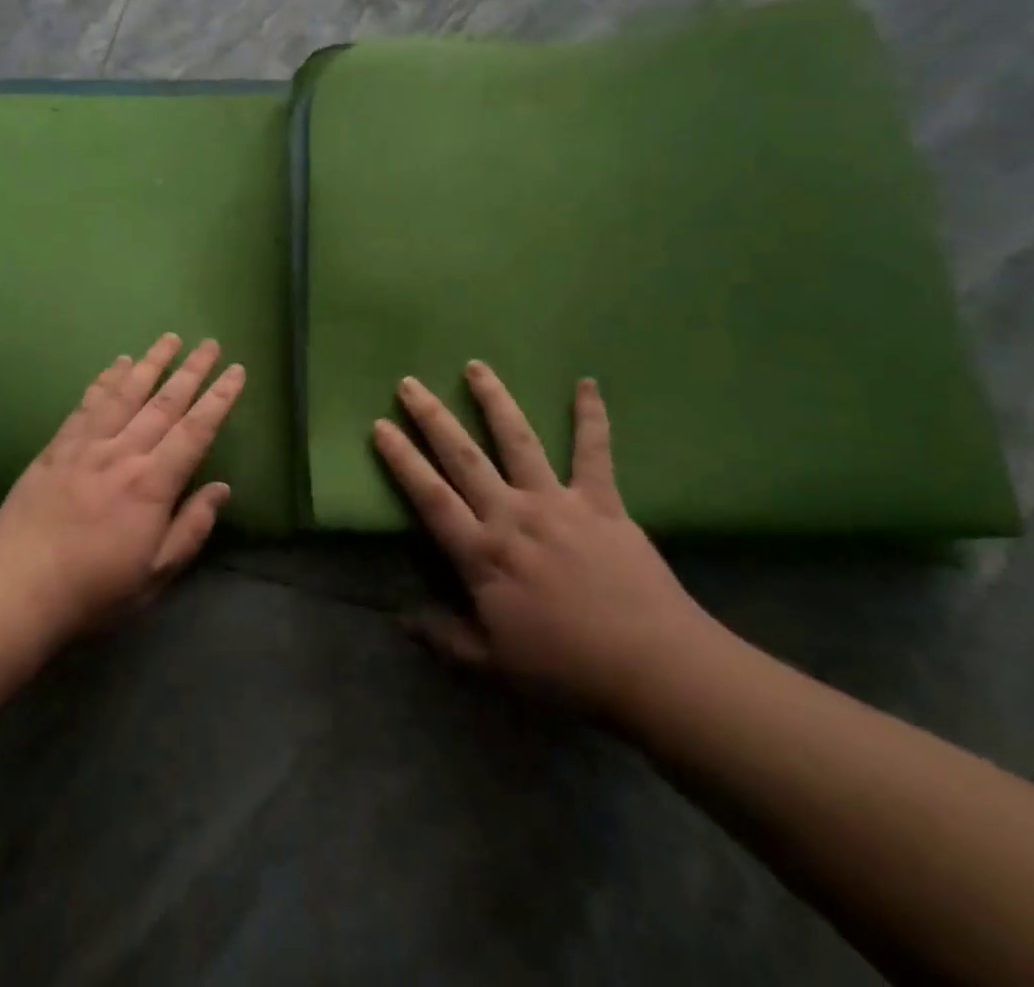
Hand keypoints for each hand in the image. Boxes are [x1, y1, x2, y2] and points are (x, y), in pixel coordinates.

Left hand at [0, 334, 245, 638]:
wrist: (15, 587)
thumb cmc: (93, 589)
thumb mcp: (155, 574)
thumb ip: (191, 528)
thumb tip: (222, 489)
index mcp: (152, 484)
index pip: (195, 431)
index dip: (219, 399)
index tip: (236, 371)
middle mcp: (123, 453)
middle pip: (164, 403)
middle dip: (192, 371)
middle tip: (211, 343)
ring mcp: (87, 445)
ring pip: (126, 394)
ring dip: (151, 363)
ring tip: (170, 339)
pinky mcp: (57, 447)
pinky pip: (88, 404)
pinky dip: (106, 380)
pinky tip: (117, 364)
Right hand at [373, 363, 718, 717]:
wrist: (653, 668)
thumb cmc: (565, 669)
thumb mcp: (492, 665)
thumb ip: (444, 637)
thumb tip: (401, 618)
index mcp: (482, 553)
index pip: (430, 496)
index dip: (402, 460)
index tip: (380, 425)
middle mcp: (511, 514)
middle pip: (463, 457)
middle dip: (433, 418)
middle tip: (410, 383)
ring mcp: (557, 501)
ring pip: (518, 440)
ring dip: (494, 400)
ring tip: (476, 366)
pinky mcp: (601, 502)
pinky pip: (594, 451)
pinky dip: (591, 416)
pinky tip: (586, 382)